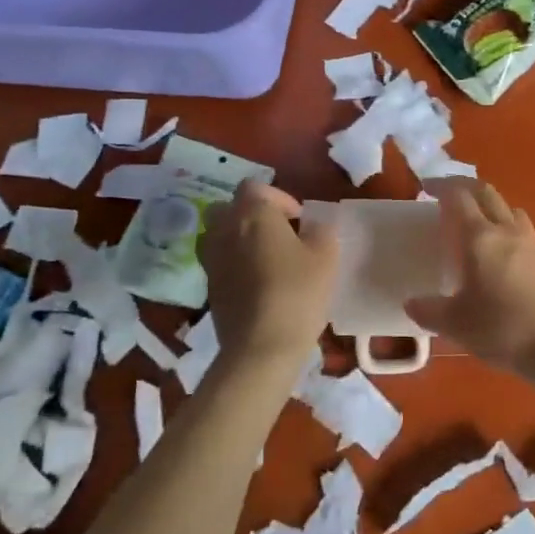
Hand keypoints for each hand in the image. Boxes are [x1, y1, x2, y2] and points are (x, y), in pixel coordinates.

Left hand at [199, 181, 337, 369]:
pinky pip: (220, 262)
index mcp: (252, 213)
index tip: (300, 220)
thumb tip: (315, 226)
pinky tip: (258, 283)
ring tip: (267, 258)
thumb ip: (322, 232)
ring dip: (239, 239)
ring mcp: (211, 259)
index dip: (279, 198)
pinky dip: (235, 264)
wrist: (260, 347)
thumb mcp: (326, 257)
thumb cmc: (297, 292)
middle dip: (252, 215)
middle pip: (230, 207)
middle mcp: (224, 229)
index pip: (256, 186)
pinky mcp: (208, 287)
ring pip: (220, 234)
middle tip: (279, 233)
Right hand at [404, 180, 534, 375]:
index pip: (459, 196)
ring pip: (508, 207)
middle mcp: (506, 230)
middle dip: (464, 186)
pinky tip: (500, 250)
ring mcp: (530, 242)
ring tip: (475, 221)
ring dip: (488, 204)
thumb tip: (411, 303)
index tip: (426, 189)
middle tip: (447, 195)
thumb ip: (429, 311)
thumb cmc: (503, 329)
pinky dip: (505, 224)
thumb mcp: (456, 325)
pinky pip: (521, 227)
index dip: (441, 186)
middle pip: (486, 192)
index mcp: (480, 238)